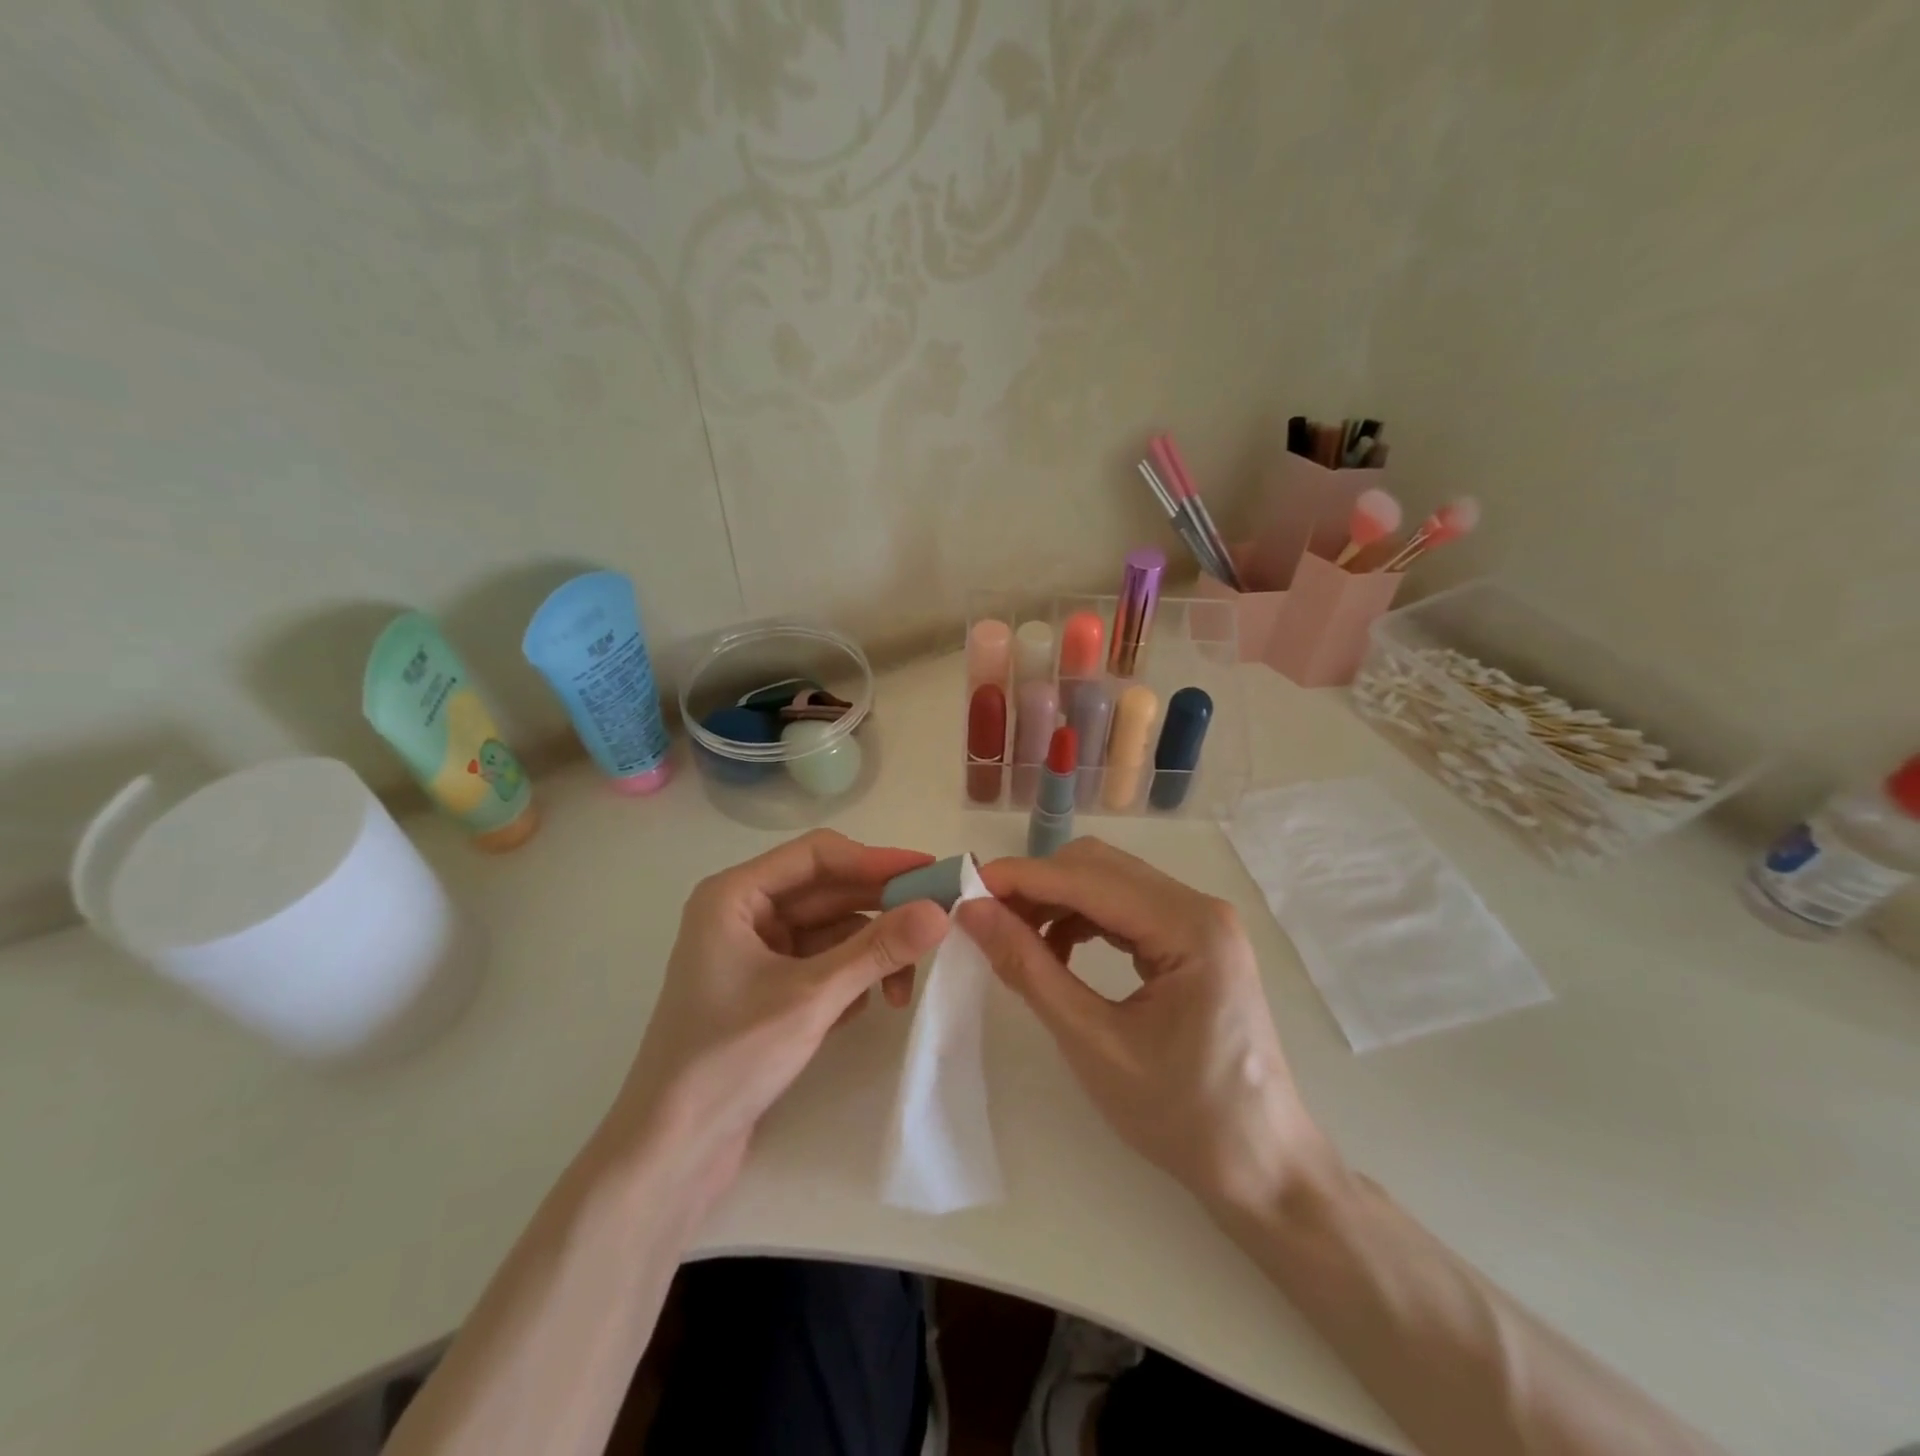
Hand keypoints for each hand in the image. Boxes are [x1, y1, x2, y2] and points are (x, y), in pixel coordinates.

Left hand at [610, 830, 948, 1197]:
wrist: (671, 1153)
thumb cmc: (729, 1059)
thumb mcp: (812, 997)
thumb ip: (878, 949)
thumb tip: (940, 911)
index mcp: (735, 896)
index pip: (817, 855)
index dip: (876, 861)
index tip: (930, 873)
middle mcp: (744, 914)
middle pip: (828, 893)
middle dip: (880, 913)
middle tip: (937, 925)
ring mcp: (755, 953)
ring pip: (830, 932)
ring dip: (869, 954)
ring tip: (900, 992)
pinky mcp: (767, 989)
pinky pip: (823, 963)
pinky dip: (850, 978)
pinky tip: (865, 1007)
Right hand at [957, 838, 1331, 1211]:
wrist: (1262, 1167)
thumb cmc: (1183, 1116)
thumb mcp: (1094, 1044)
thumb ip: (1030, 970)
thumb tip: (973, 913)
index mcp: (1190, 927)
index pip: (1088, 878)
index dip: (1021, 878)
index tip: (964, 888)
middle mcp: (1199, 907)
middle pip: (1099, 867)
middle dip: (1037, 885)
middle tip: (984, 918)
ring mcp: (1200, 921)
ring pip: (1109, 883)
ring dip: (1056, 901)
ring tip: (1014, 938)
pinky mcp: (1193, 940)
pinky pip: (1125, 909)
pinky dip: (1082, 919)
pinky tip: (1056, 952)